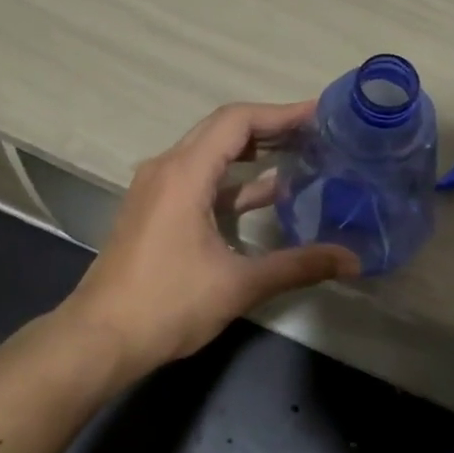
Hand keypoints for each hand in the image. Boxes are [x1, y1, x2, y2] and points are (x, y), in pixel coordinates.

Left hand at [58, 101, 360, 378]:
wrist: (100, 339)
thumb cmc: (167, 305)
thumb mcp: (238, 285)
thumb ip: (298, 266)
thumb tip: (353, 260)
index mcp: (184, 173)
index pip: (237, 121)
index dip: (281, 114)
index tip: (320, 115)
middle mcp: (166, 169)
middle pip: (222, 130)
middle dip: (270, 128)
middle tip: (317, 133)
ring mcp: (156, 189)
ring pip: (209, 155)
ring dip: (251, 154)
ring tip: (300, 156)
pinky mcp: (153, 210)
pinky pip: (198, 179)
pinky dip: (232, 182)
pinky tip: (266, 195)